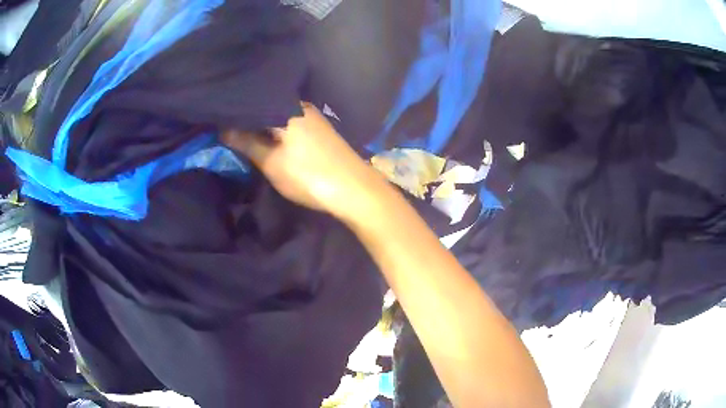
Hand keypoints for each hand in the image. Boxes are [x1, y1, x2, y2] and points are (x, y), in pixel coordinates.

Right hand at [223, 103, 387, 218]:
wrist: (355, 190)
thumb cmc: (308, 175)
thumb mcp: (271, 162)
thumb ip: (245, 142)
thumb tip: (222, 129)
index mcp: (286, 107)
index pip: (251, 101)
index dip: (233, 111)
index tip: (216, 119)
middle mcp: (299, 105)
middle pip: (265, 107)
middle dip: (246, 118)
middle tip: (224, 127)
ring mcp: (311, 116)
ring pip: (277, 116)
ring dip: (261, 125)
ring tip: (240, 132)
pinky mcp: (318, 129)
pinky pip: (289, 123)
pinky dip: (275, 130)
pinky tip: (266, 137)